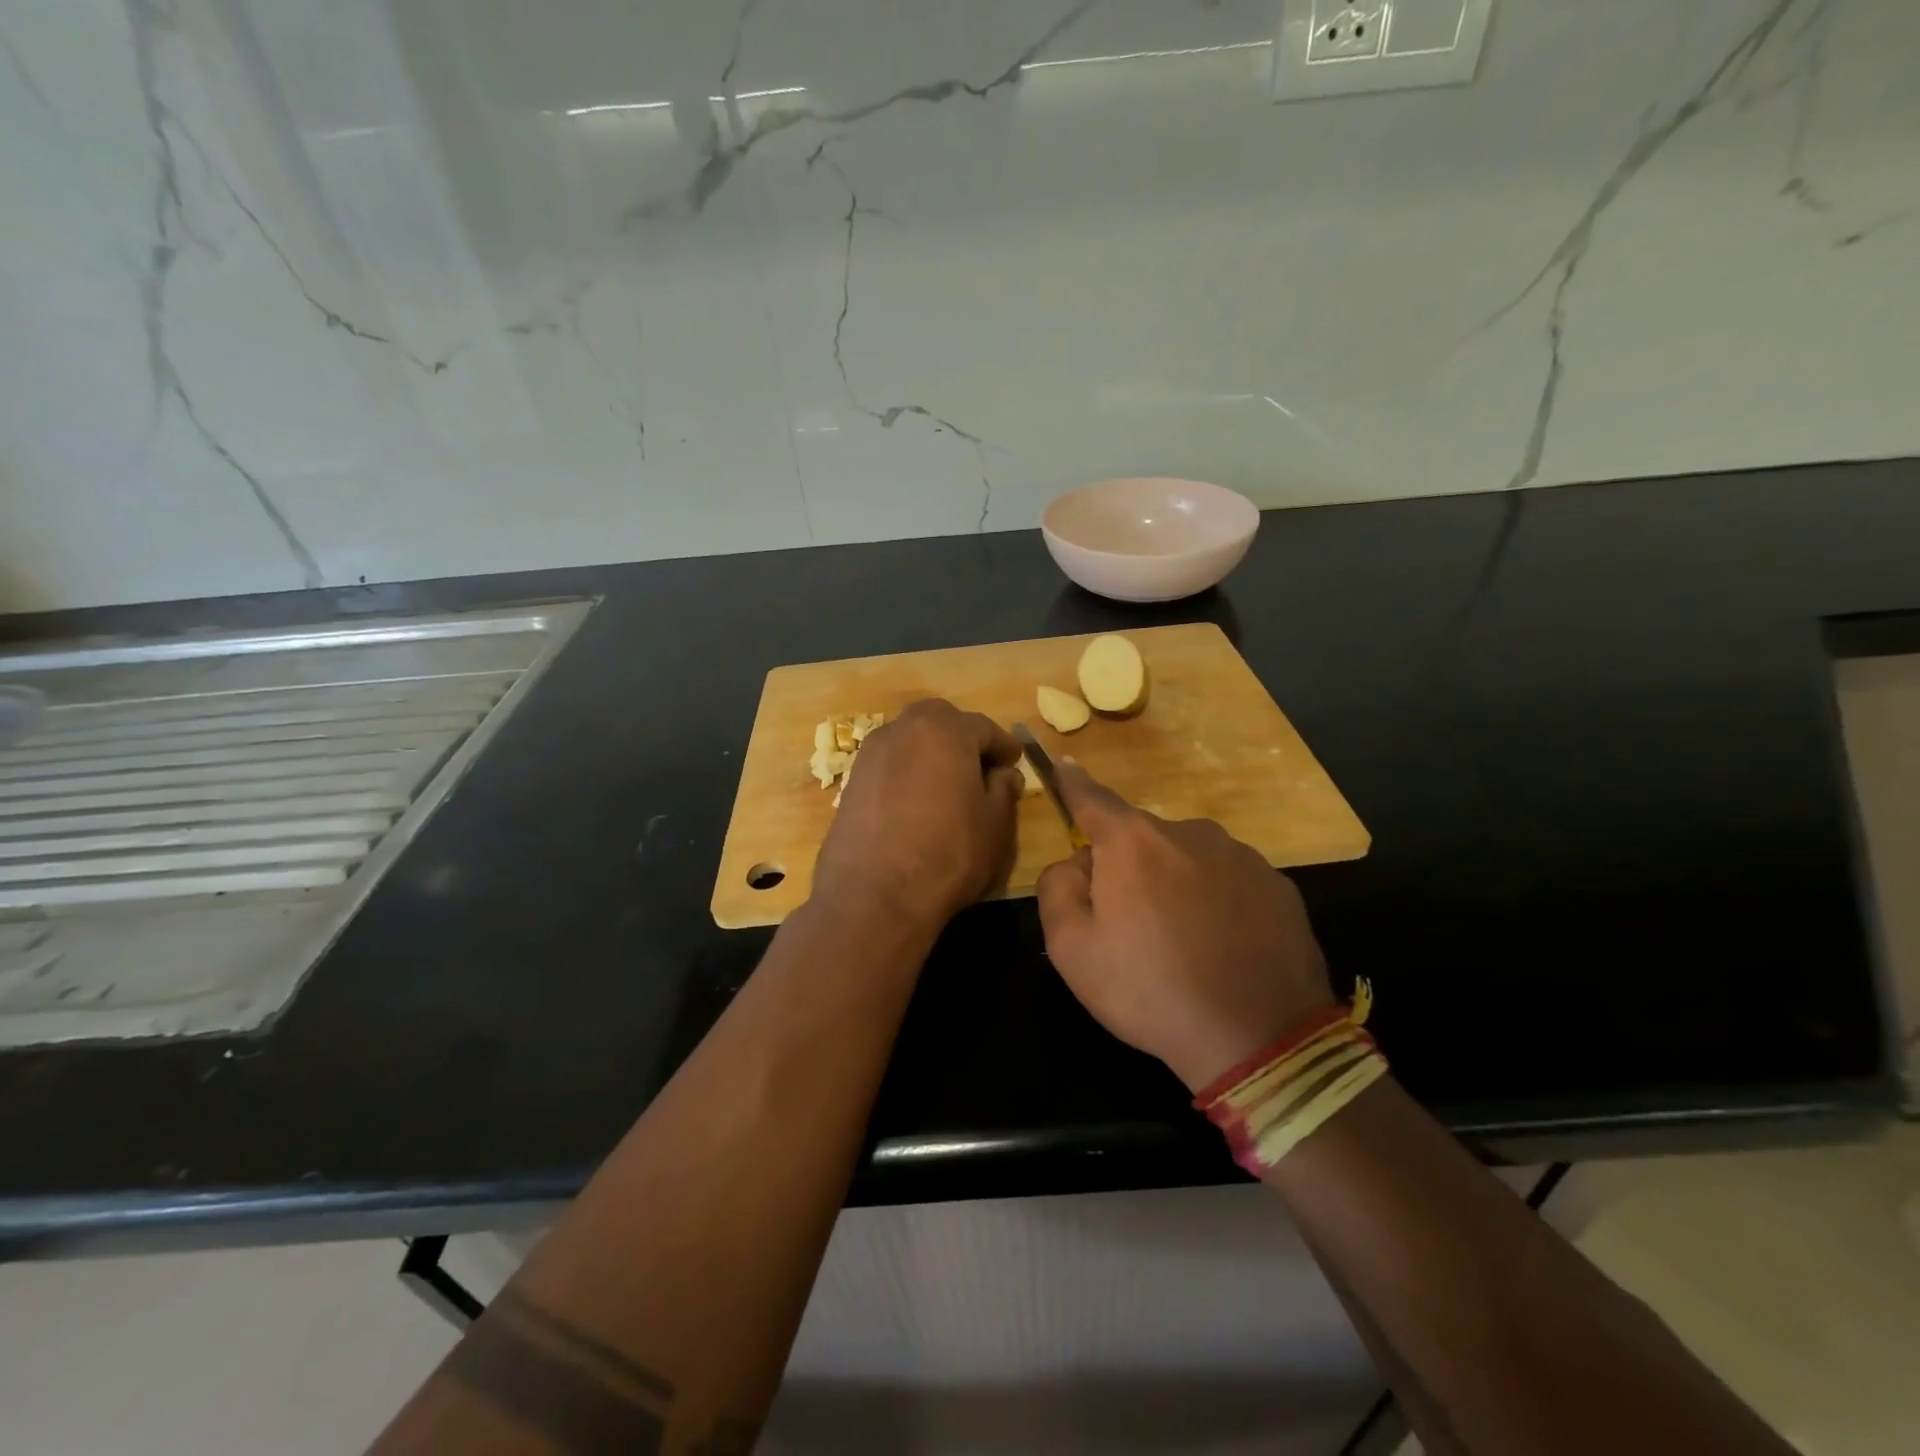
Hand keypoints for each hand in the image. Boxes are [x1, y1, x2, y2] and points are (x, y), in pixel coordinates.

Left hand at [811, 698, 1022, 931]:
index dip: (1003, 746)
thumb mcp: (995, 825)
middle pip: (940, 722)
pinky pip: (889, 765)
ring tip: (948, 786)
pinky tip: (917, 803)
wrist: (873, 897)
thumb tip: (1003, 775)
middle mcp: (903, 730)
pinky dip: (907, 772)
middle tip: (980, 768)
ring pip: (910, 740)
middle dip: (963, 738)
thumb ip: (1003, 790)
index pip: (984, 728)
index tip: (1015, 762)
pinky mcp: (850, 781)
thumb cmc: (947, 855)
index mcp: (944, 730)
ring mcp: (870, 754)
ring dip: (932, 753)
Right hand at [1036, 762, 1334, 1091]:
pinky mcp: (1278, 885)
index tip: (1063, 765)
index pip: (1093, 799)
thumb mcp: (1071, 948)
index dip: (1073, 784)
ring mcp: (1240, 856)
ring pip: (1188, 859)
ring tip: (1182, 944)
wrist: (1259, 1039)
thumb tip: (1078, 862)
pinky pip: (1228, 881)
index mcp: (1133, 842)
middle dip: (1128, 867)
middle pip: (1142, 839)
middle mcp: (1189, 832)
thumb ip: (1057, 887)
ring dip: (1175, 884)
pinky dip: (1216, 902)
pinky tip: (1222, 947)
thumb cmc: (1150, 990)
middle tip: (1129, 926)